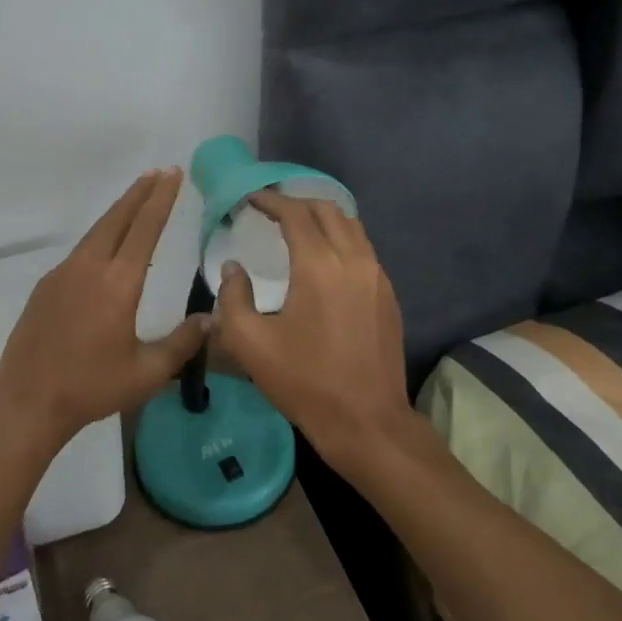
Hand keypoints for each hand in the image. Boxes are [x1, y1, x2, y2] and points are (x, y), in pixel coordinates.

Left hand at [0, 169, 209, 453]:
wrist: (28, 399)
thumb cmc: (91, 387)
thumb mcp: (146, 373)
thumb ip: (181, 343)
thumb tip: (210, 319)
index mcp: (118, 283)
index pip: (145, 228)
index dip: (162, 199)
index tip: (173, 174)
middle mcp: (90, 267)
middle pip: (118, 218)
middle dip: (140, 192)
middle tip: (159, 171)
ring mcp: (64, 273)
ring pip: (97, 231)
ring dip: (119, 211)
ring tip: (137, 198)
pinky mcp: (47, 285)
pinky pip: (80, 251)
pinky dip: (100, 236)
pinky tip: (106, 247)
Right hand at [212, 191, 414, 476]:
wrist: (368, 422)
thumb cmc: (305, 382)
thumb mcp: (250, 344)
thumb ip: (233, 297)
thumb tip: (233, 268)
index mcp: (319, 266)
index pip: (295, 213)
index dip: (271, 200)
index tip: (251, 199)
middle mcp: (353, 260)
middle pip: (327, 210)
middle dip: (297, 203)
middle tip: (271, 210)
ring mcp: (377, 276)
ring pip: (351, 226)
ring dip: (322, 218)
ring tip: (297, 228)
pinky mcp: (388, 294)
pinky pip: (363, 248)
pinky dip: (340, 238)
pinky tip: (324, 259)